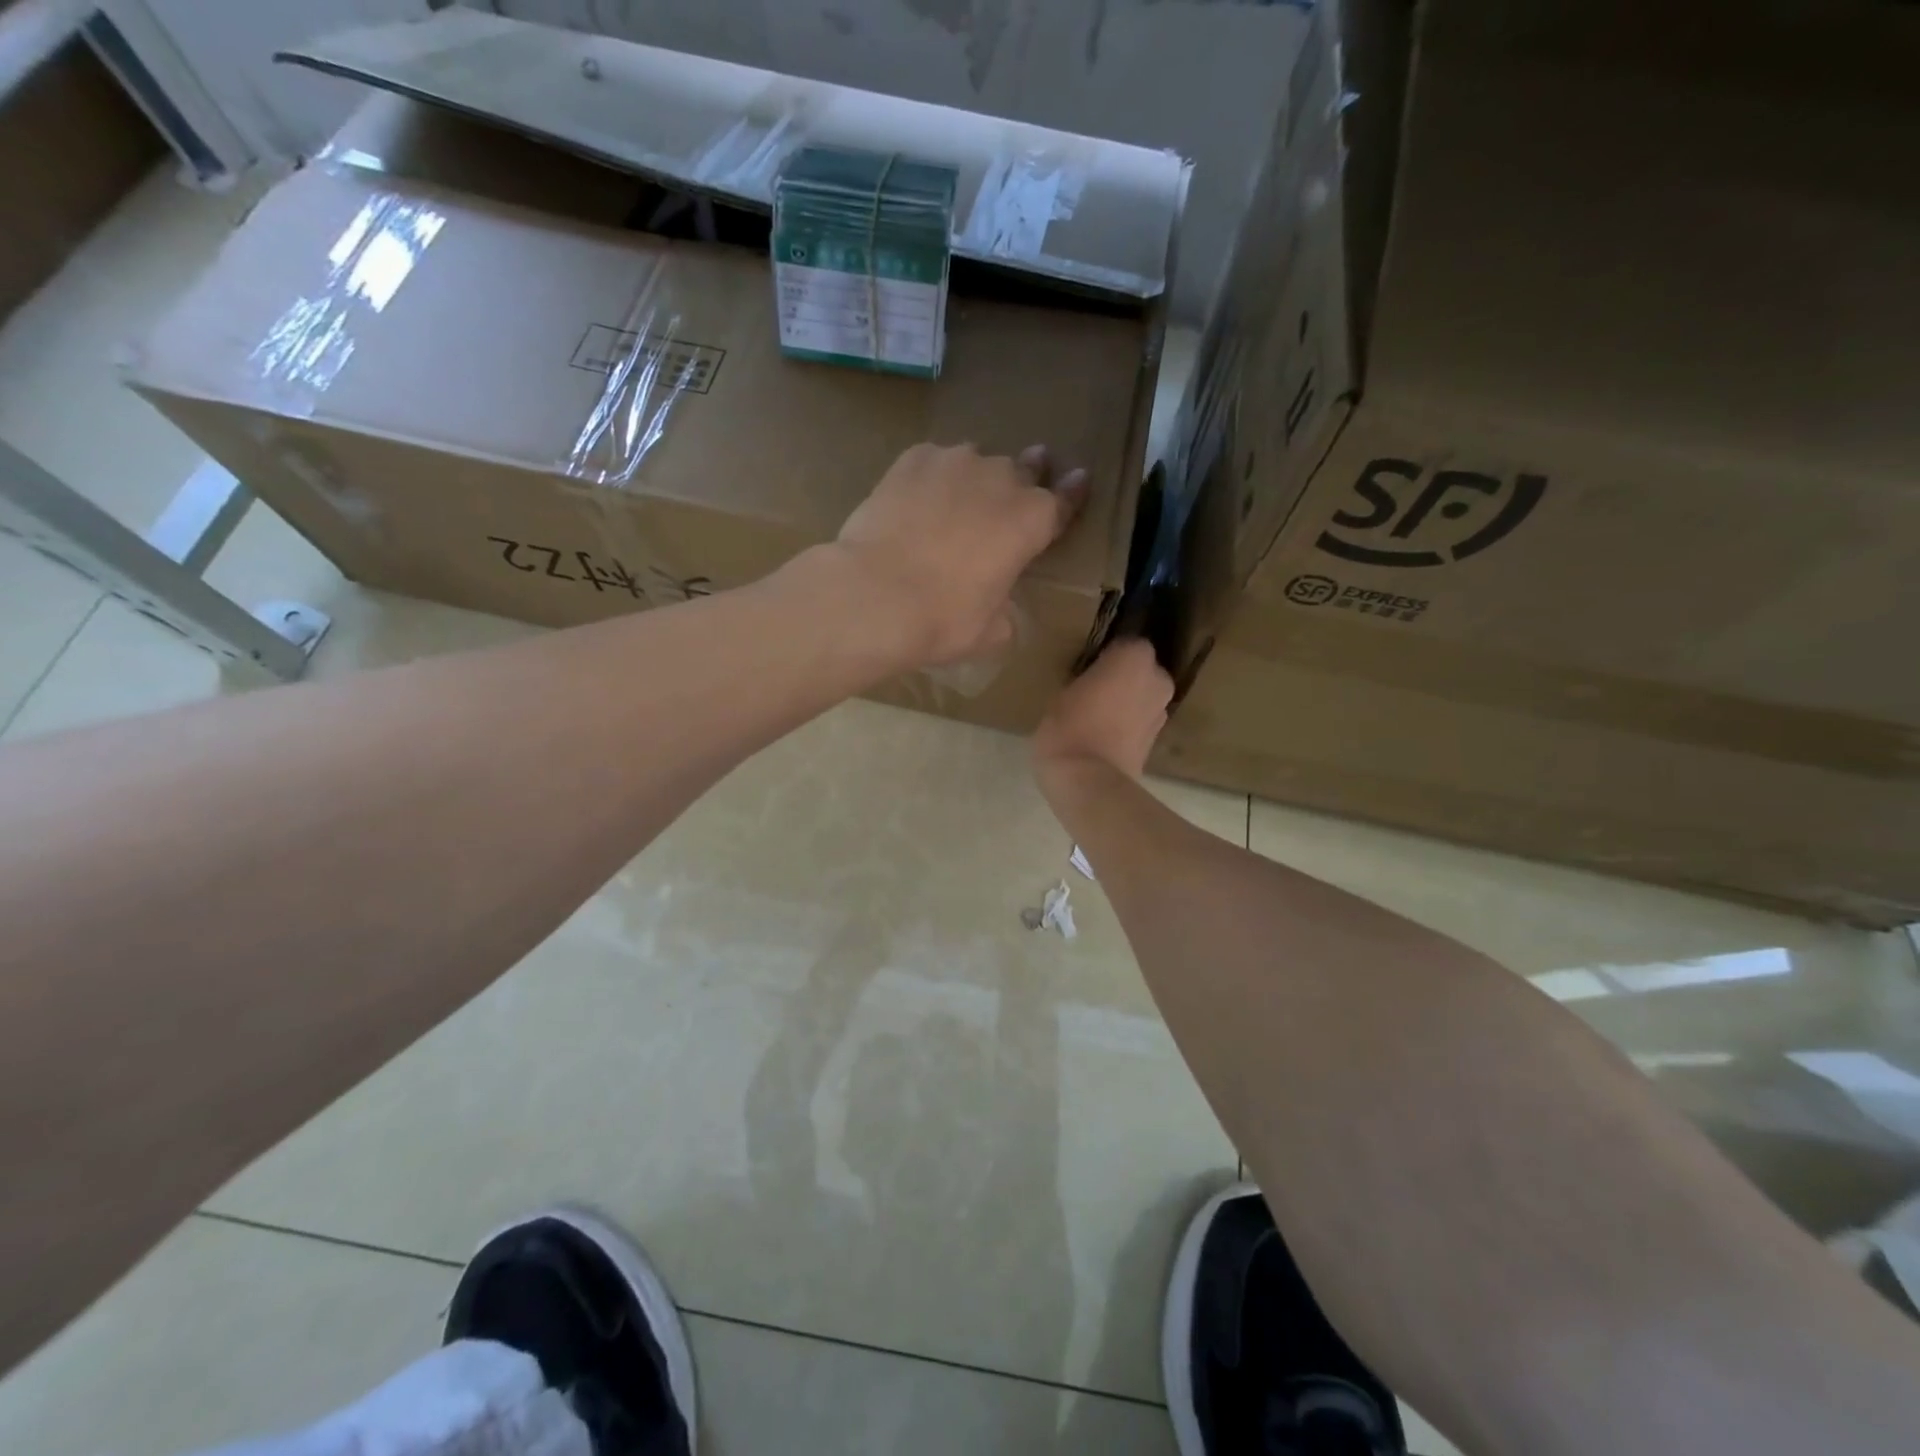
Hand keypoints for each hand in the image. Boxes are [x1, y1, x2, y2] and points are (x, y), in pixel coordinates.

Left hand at [832, 442, 1087, 666]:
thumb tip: (999, 608)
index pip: (1065, 499)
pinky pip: (934, 461)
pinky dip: (933, 475)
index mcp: (1032, 522)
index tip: (1079, 479)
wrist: (874, 595)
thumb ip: (1005, 611)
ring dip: (976, 477)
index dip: (1073, 492)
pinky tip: (919, 496)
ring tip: (959, 498)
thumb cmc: (943, 620)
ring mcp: (956, 462)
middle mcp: (1001, 479)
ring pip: (977, 461)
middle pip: (1024, 469)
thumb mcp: (991, 632)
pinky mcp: (913, 458)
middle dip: (1027, 475)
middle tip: (1022, 480)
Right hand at [1034, 638, 1172, 784]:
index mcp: (1135, 658)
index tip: (1089, 668)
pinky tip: (1105, 737)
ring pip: (1143, 697)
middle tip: (1093, 692)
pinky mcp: (1158, 741)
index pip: (1126, 644)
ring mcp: (1162, 711)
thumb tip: (1094, 682)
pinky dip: (1128, 726)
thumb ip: (1087, 680)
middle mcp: (1158, 680)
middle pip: (1141, 671)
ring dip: (1127, 703)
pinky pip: (1140, 722)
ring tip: (1097, 718)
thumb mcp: (1063, 694)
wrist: (1088, 782)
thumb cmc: (1068, 728)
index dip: (1108, 656)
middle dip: (1123, 679)